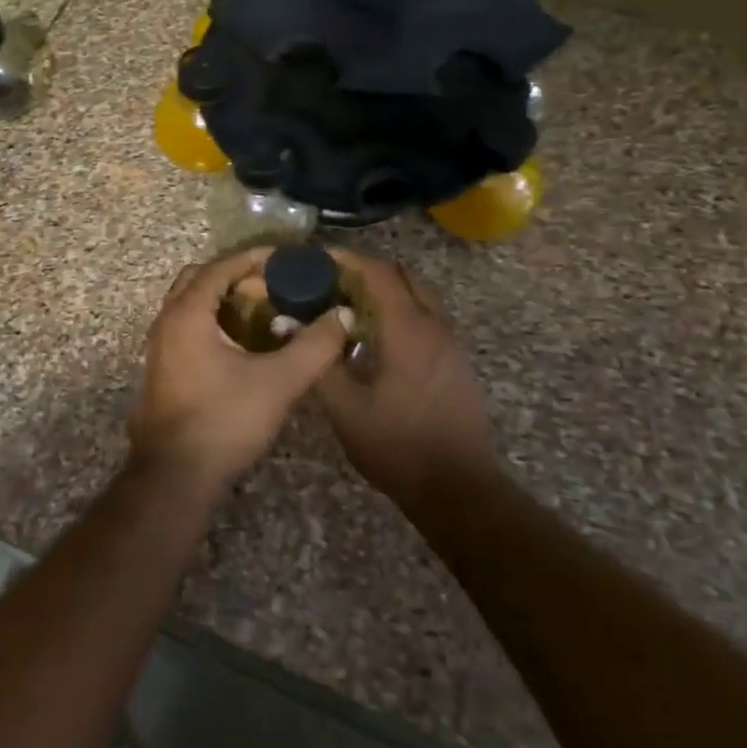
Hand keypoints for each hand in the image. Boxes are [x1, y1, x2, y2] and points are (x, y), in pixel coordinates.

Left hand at [132, 248, 349, 496]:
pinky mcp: (163, 370)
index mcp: (187, 314)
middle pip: (200, 280)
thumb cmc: (225, 421)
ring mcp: (159, 348)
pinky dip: (214, 322)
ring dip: (224, 300)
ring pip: (191, 305)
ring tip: (264, 311)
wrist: (176, 478)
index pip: (219, 268)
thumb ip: (315, 346)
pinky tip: (244, 344)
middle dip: (236, 277)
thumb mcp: (280, 382)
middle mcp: (166, 322)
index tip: (285, 258)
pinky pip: (187, 327)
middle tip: (272, 285)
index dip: (253, 259)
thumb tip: (342, 315)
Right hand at [312, 251, 499, 508]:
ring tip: (351, 308)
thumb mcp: (346, 408)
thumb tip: (288, 322)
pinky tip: (377, 340)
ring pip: (419, 296)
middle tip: (332, 283)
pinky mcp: (455, 362)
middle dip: (367, 271)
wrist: (458, 488)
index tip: (318, 259)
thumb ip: (318, 360)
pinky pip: (428, 318)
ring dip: (387, 292)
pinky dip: (402, 312)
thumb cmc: (397, 445)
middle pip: (402, 276)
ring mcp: (450, 344)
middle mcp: (434, 325)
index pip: (378, 272)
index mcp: (408, 328)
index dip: (348, 259)